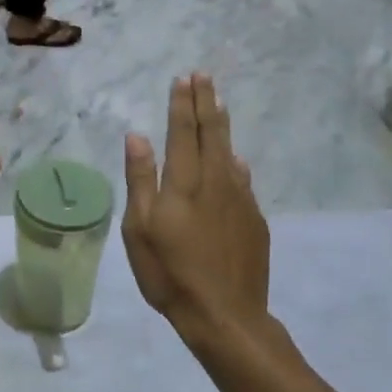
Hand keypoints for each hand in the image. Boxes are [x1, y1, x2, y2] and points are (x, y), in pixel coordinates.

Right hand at [122, 75, 271, 349]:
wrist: (225, 314)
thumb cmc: (170, 273)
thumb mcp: (139, 229)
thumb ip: (141, 180)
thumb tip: (137, 136)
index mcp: (185, 182)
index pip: (183, 131)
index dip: (182, 103)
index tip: (184, 78)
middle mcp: (216, 181)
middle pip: (212, 133)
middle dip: (206, 102)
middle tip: (205, 77)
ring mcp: (240, 200)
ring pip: (231, 152)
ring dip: (222, 125)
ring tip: (219, 105)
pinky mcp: (254, 220)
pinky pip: (243, 179)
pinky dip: (237, 162)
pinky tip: (237, 160)